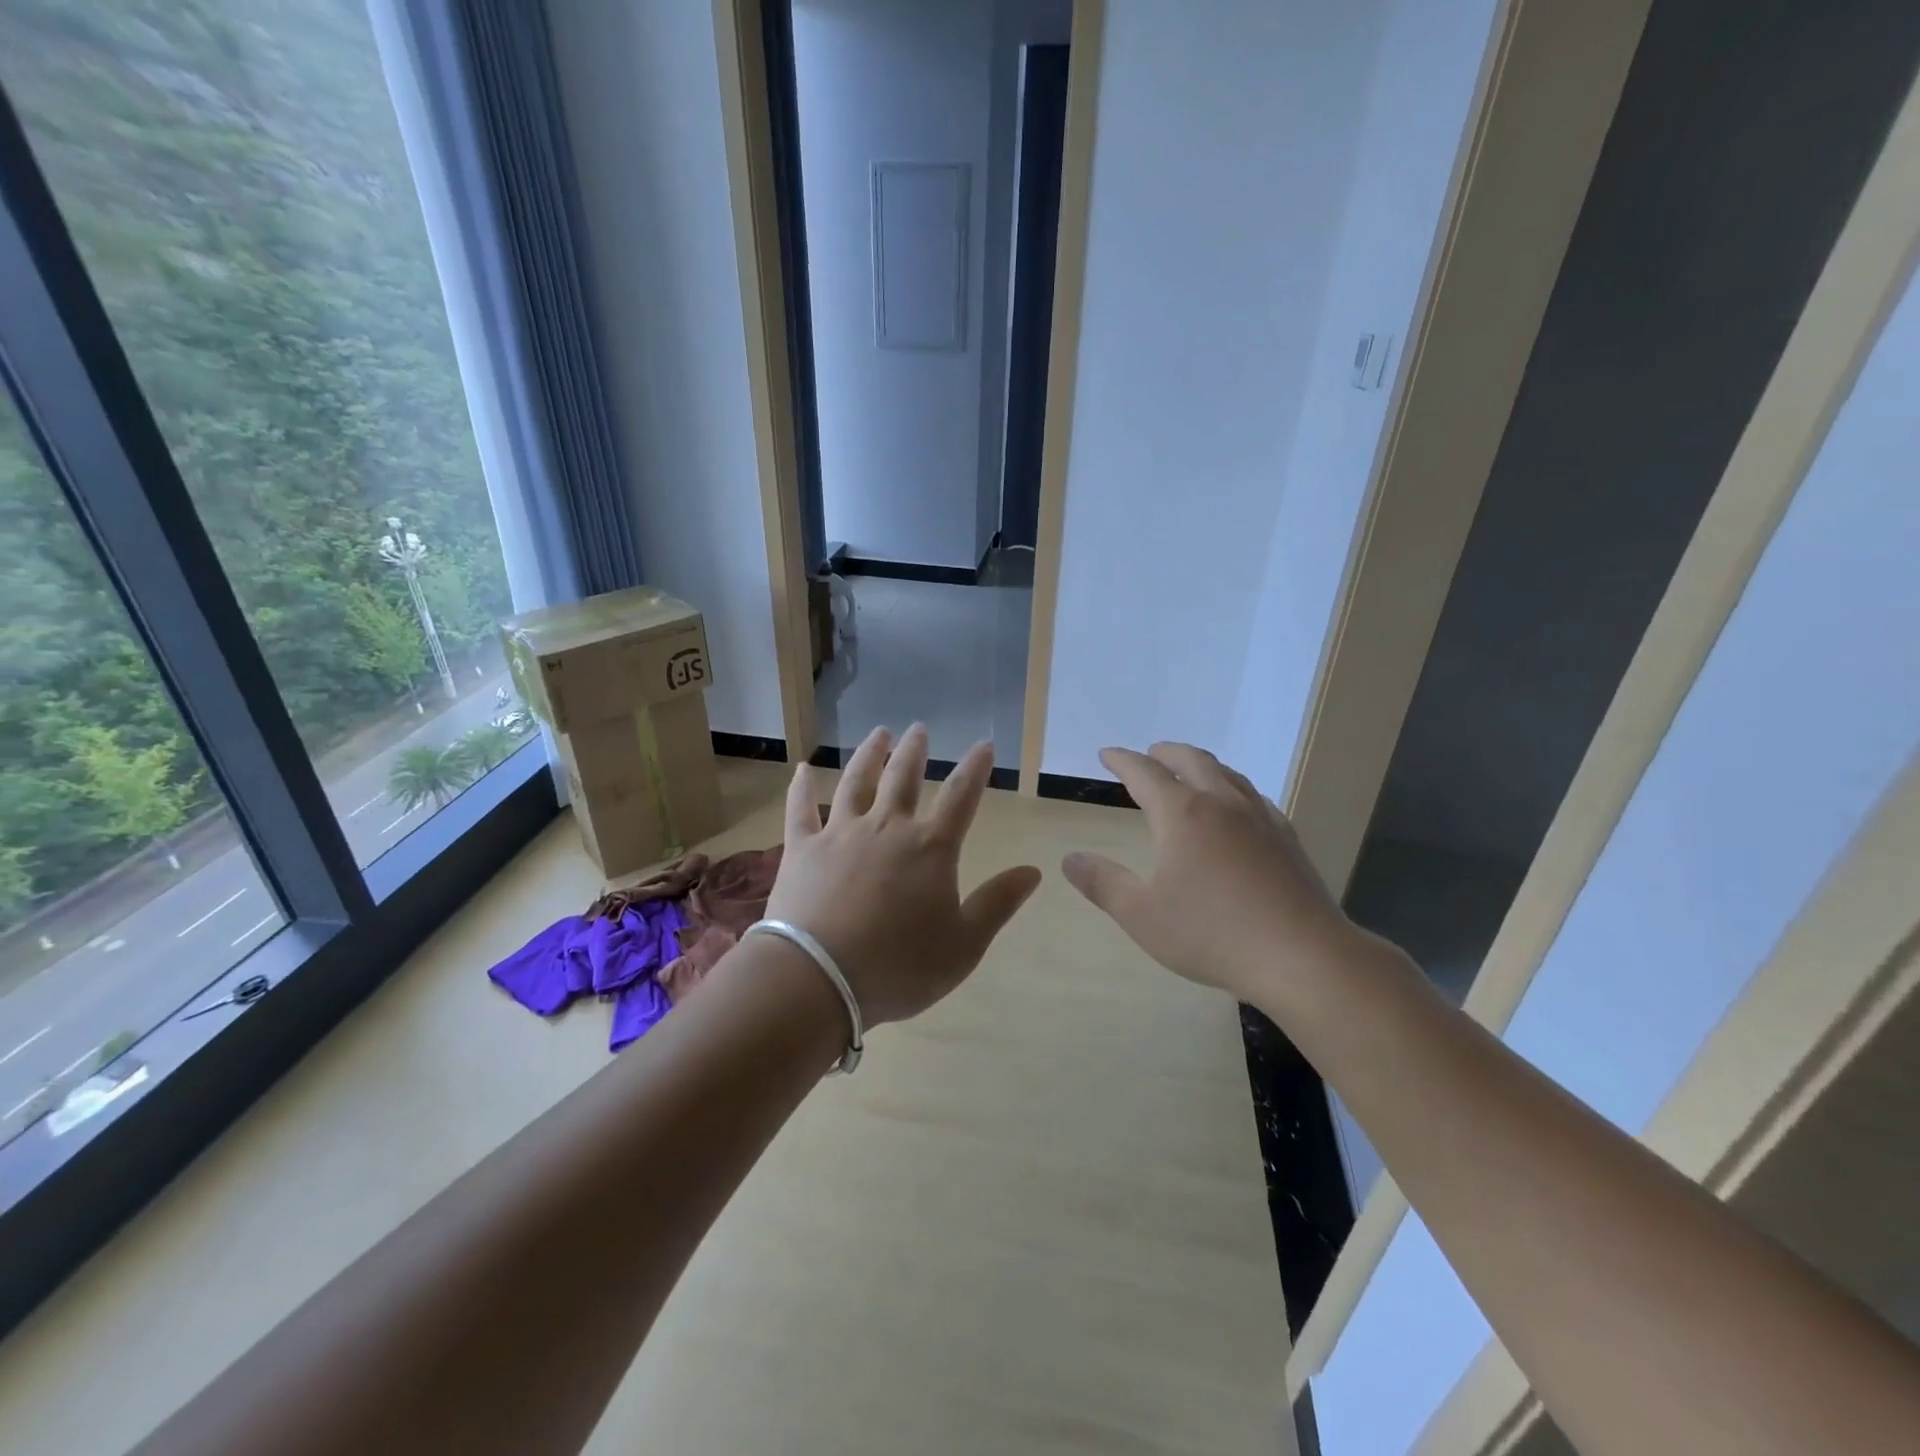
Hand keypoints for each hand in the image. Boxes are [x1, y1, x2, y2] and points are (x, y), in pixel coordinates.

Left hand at [766, 725, 1041, 1027]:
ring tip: (879, 733)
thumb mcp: (964, 945)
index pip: (961, 796)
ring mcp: (840, 833)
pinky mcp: (802, 848)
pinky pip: (801, 809)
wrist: (819, 979)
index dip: (975, 768)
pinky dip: (802, 787)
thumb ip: (998, 903)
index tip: (983, 745)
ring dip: (869, 755)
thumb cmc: (899, 967)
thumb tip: (1034, 871)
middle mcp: (887, 828)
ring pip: (856, 782)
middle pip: (903, 777)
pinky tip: (802, 770)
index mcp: (930, 848)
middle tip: (918, 729)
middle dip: (915, 751)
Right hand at [1061, 743, 1376, 1005]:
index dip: (1122, 760)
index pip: (1144, 773)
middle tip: (1150, 754)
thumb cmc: (1212, 934)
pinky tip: (1237, 808)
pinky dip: (1232, 788)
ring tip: (1191, 772)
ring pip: (1227, 774)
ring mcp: (1260, 818)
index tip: (1107, 753)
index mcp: (1182, 814)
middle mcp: (1221, 803)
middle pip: (1191, 759)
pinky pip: (1253, 796)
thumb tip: (1069, 859)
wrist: (1302, 956)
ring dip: (1202, 764)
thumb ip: (1103, 883)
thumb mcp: (1142, 915)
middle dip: (1165, 752)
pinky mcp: (1287, 838)